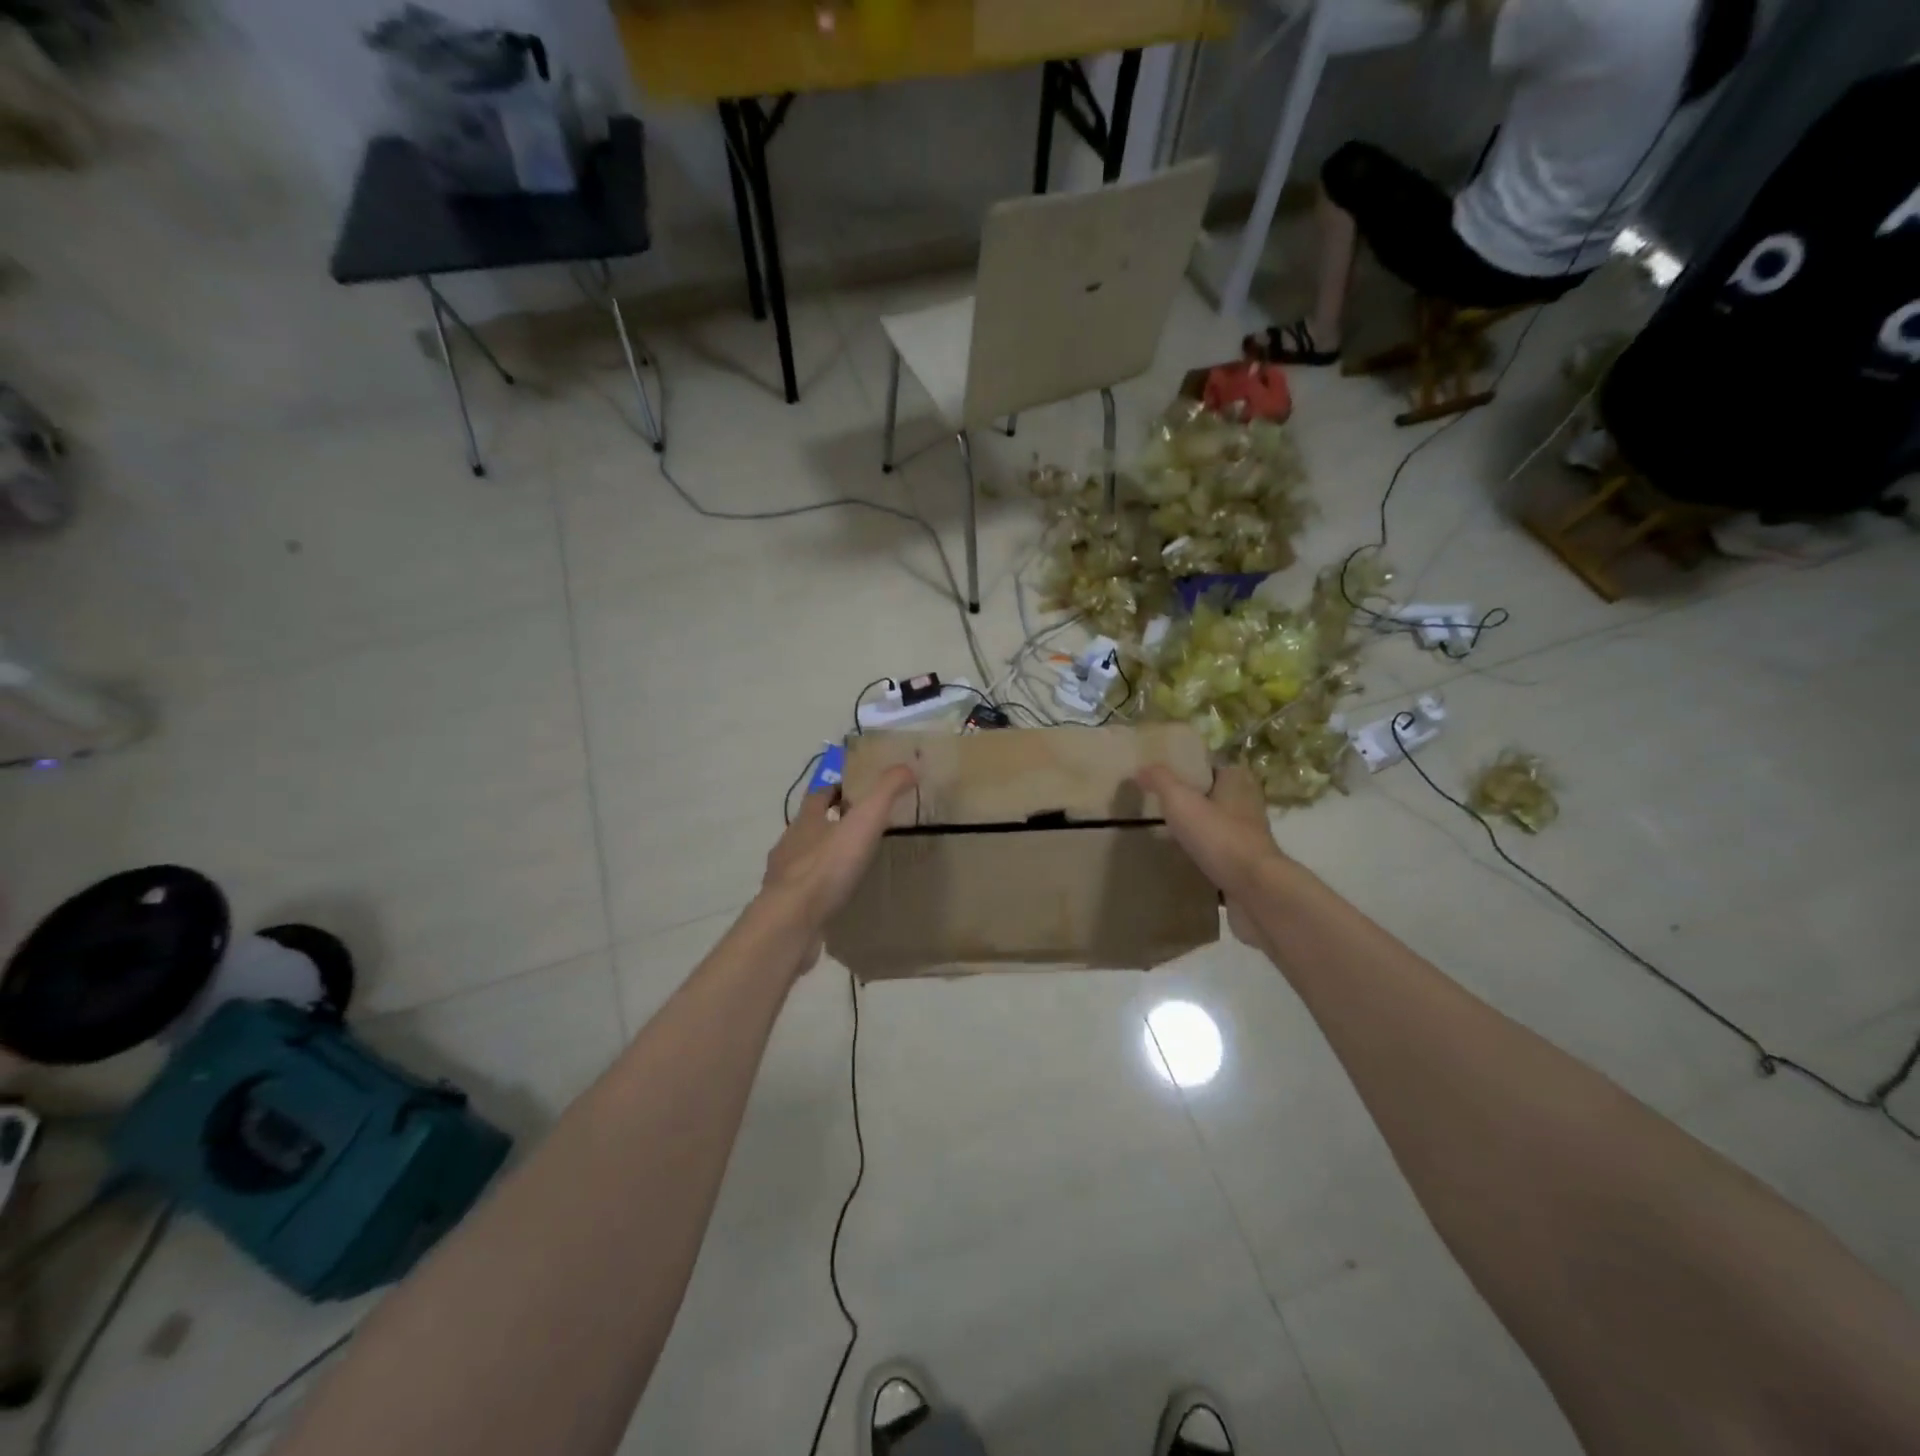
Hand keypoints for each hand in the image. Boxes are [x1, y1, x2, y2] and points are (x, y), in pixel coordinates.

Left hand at [759, 765, 915, 971]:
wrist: (793, 921)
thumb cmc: (828, 866)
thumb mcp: (864, 821)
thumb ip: (885, 792)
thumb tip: (907, 766)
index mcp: (806, 820)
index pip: (818, 793)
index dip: (835, 786)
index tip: (854, 786)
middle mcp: (790, 843)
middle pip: (810, 825)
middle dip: (830, 821)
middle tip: (860, 825)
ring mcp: (785, 877)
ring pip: (806, 858)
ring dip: (824, 856)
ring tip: (852, 863)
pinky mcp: (787, 907)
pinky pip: (807, 891)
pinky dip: (821, 888)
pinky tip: (838, 897)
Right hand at [1138, 764, 1285, 945]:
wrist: (1255, 890)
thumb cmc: (1219, 837)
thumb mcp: (1181, 800)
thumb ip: (1160, 780)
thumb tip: (1141, 768)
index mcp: (1237, 782)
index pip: (1212, 767)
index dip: (1190, 770)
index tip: (1164, 777)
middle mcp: (1247, 805)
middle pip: (1215, 796)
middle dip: (1192, 800)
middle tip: (1159, 805)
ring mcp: (1249, 837)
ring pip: (1217, 826)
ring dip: (1198, 829)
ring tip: (1165, 833)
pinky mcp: (1246, 865)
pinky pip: (1219, 854)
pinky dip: (1203, 856)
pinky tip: (1181, 860)